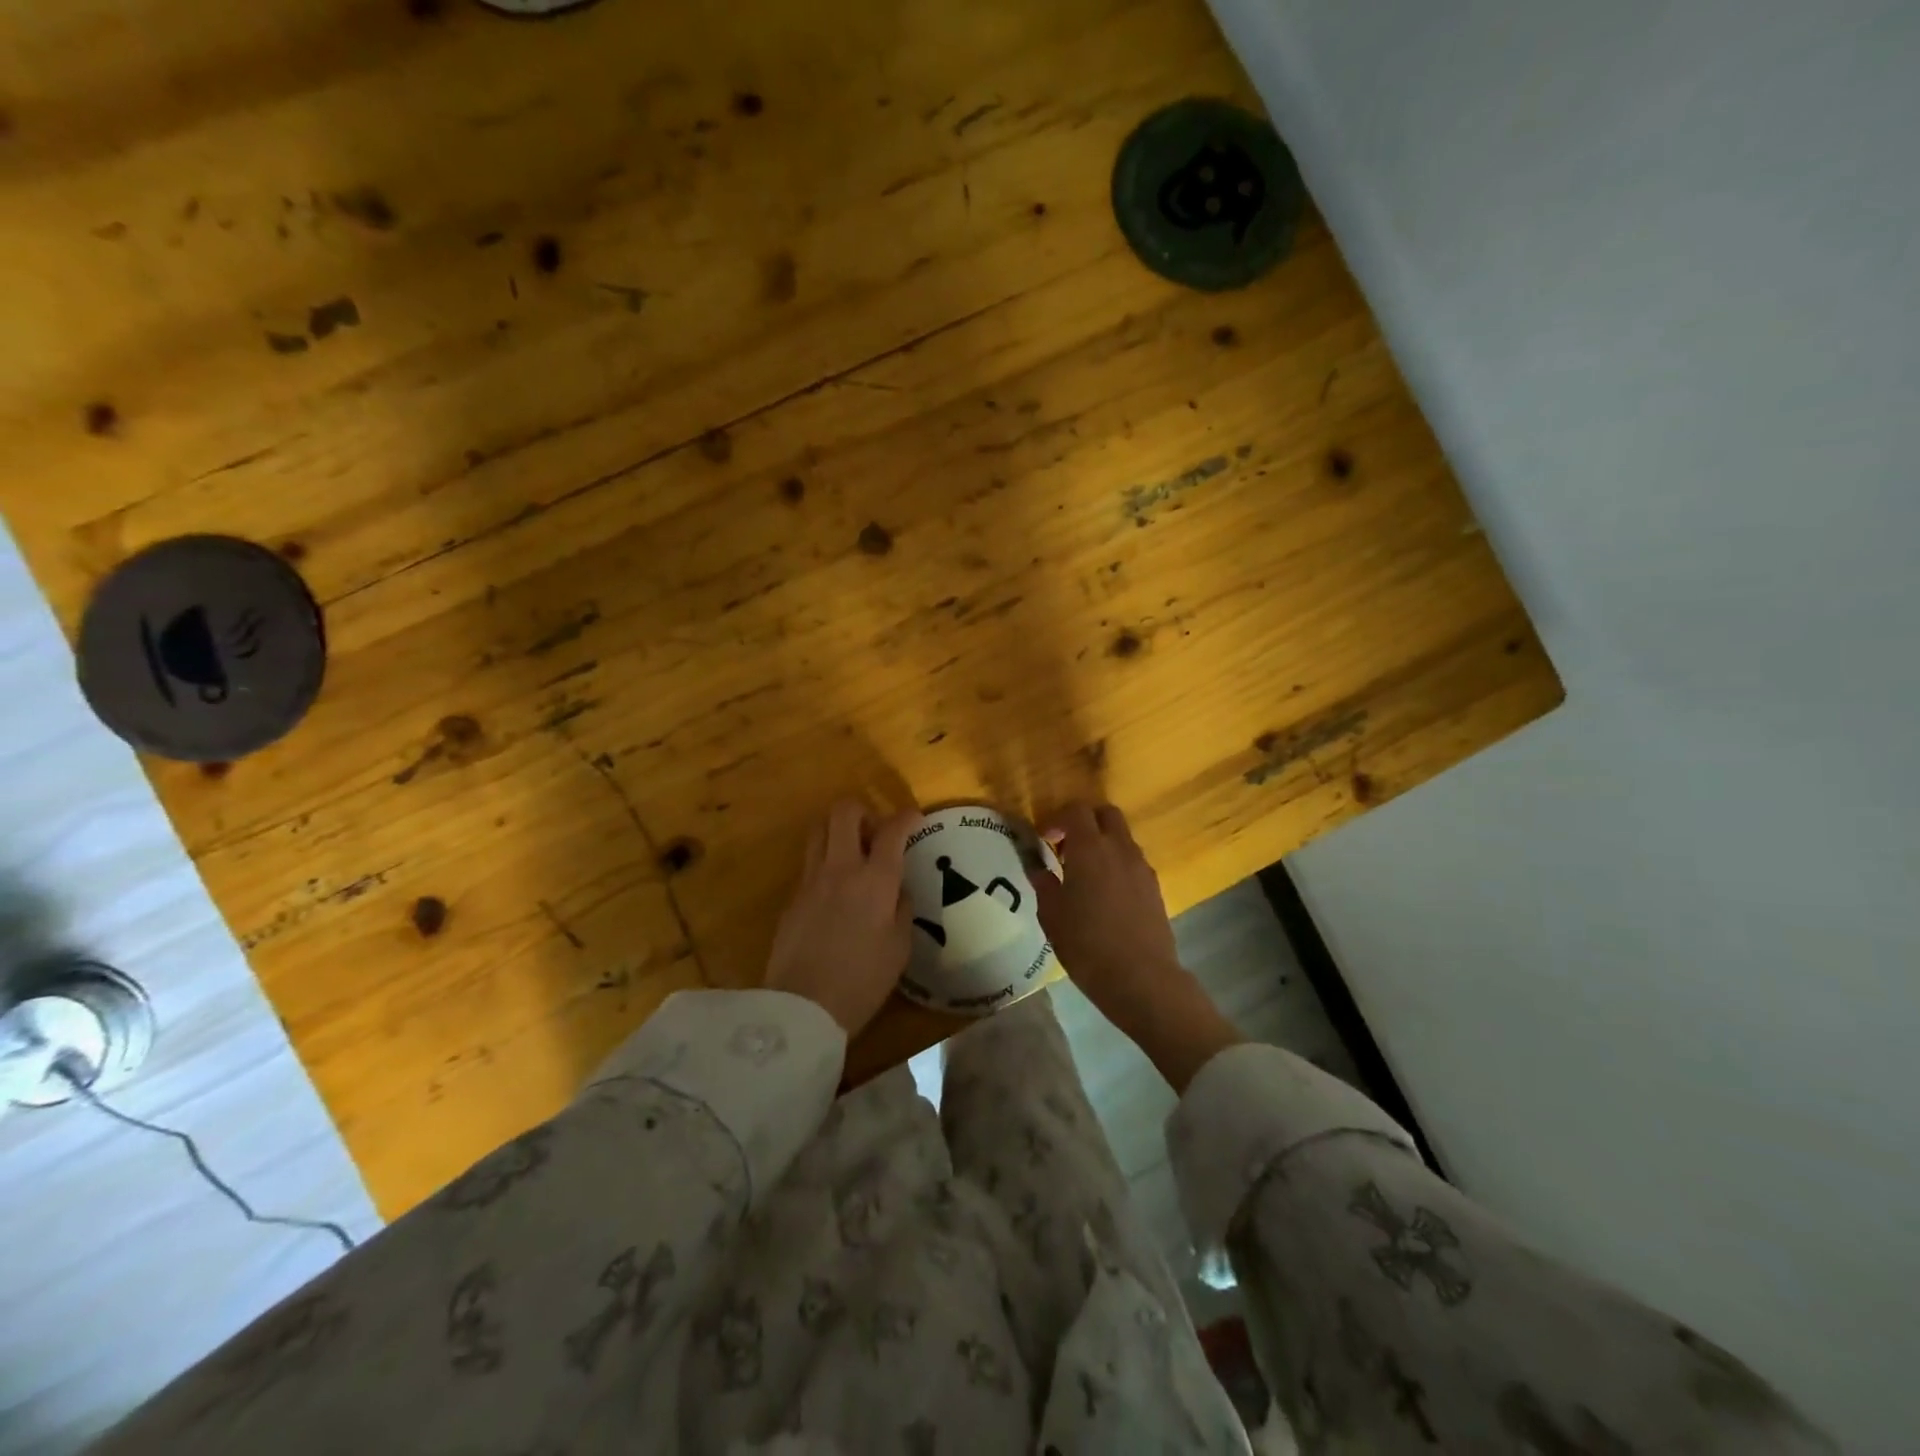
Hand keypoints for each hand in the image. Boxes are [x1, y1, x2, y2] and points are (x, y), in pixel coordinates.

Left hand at [765, 799, 917, 1036]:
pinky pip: (809, 862)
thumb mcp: (899, 949)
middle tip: (876, 835)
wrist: (802, 1008)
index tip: (914, 820)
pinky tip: (835, 890)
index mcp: (875, 880)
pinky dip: (825, 861)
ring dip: (838, 830)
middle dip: (864, 811)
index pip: (892, 830)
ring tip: (853, 854)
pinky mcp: (792, 897)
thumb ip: (902, 910)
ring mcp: (810, 880)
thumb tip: (897, 891)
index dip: (906, 817)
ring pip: (819, 829)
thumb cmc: (862, 981)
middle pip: (845, 812)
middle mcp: (841, 868)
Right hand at [1030, 802, 1183, 1020]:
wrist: (1141, 978)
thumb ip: (1044, 883)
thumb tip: (1037, 866)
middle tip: (1066, 847)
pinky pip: (1133, 860)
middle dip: (1085, 821)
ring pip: (1122, 837)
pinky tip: (1105, 894)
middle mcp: (1120, 848)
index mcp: (1090, 849)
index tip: (1044, 839)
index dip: (1057, 818)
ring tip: (1084, 874)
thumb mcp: (1052, 915)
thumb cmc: (1087, 945)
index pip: (1076, 810)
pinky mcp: (1155, 886)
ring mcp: (1141, 867)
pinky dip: (1117, 863)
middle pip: (1106, 813)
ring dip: (1102, 843)